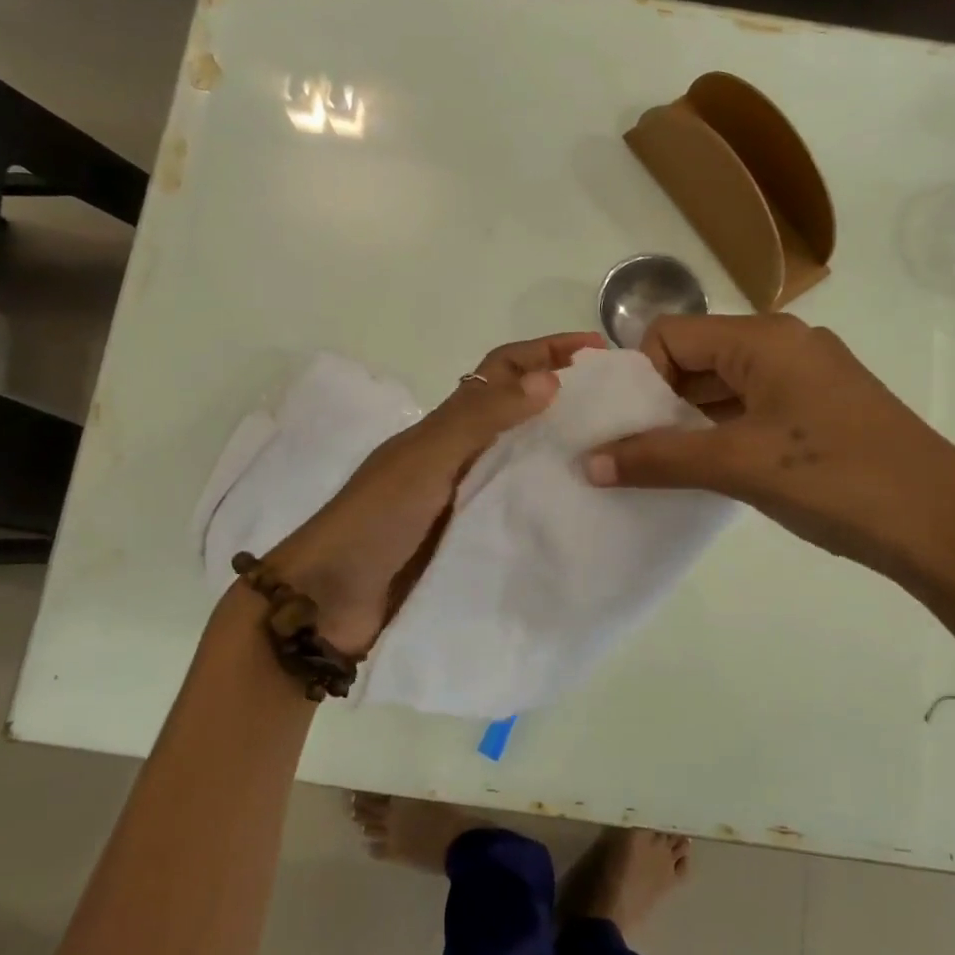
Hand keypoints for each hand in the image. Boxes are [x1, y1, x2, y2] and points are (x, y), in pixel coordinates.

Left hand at [264, 332, 604, 653]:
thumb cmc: (374, 520)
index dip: (546, 351)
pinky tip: (588, 516)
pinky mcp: (475, 542)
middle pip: (521, 415)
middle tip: (626, 411)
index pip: (503, 370)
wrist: (329, 603)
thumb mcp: (426, 460)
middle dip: (568, 403)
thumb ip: (480, 419)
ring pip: (526, 464)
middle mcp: (462, 456)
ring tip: (621, 461)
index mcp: (448, 426)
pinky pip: (522, 512)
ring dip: (566, 455)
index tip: (598, 352)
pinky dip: (552, 506)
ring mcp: (468, 501)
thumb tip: (550, 379)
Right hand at [583, 314, 954, 660]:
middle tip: (631, 452)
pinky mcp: (822, 410)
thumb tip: (589, 463)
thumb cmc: (834, 479)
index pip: (671, 335)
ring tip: (661, 467)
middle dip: (658, 402)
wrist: (942, 526)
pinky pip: (754, 409)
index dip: (639, 378)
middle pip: (697, 357)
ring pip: (725, 386)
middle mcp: (785, 344)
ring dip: (689, 421)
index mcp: (764, 338)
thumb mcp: (737, 465)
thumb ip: (658, 458)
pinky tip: (708, 471)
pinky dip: (722, 433)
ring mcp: (808, 378)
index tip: (624, 429)